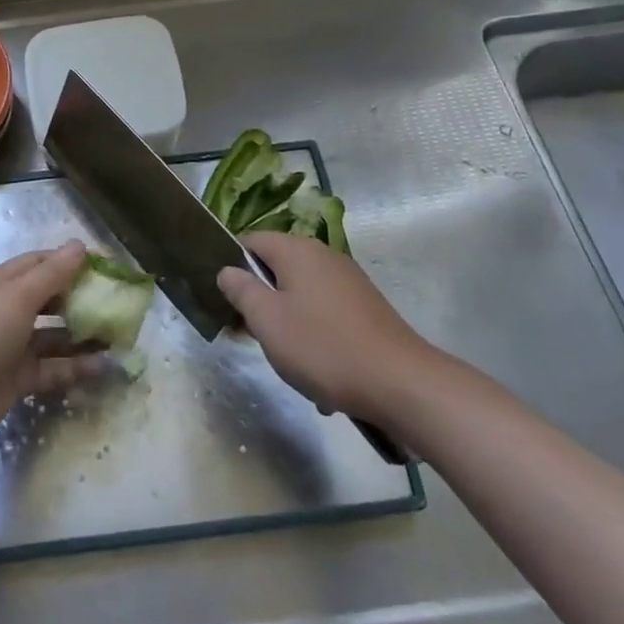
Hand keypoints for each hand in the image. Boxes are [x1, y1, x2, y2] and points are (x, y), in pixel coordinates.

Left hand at [0, 242, 103, 447]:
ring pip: (54, 335)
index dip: (72, 262)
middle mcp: (7, 310)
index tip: (107, 267)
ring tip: (120, 335)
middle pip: (50, 298)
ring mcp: (12, 346)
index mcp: (2, 283)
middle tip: (116, 303)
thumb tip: (80, 245)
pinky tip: (105, 366)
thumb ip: (52, 273)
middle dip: (81, 298)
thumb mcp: (18, 296)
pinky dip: (77, 366)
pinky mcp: (17, 378)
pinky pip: (53, 367)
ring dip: (83, 334)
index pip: (41, 263)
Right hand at [218, 232, 441, 422]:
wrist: (401, 383)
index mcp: (296, 250)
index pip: (250, 241)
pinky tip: (318, 367)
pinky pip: (325, 311)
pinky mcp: (365, 306)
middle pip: (276, 266)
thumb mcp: (267, 320)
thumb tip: (227, 270)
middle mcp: (323, 255)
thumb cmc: (323, 347)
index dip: (231, 265)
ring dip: (286, 319)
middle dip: (259, 297)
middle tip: (248, 332)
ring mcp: (348, 280)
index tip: (223, 298)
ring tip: (284, 356)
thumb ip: (241, 290)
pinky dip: (314, 332)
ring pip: (300, 292)